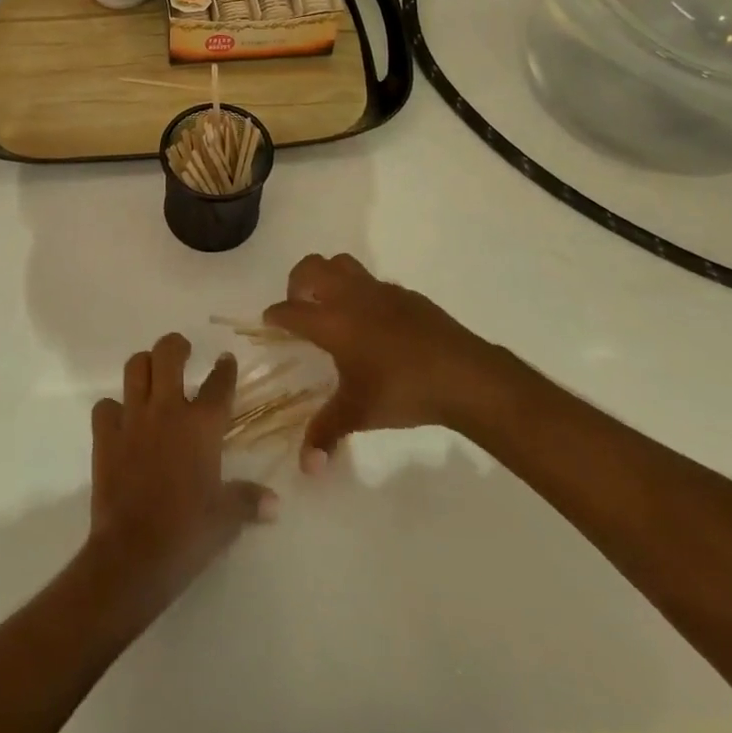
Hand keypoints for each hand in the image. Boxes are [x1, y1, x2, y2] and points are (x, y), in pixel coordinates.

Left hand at [85, 334, 276, 613]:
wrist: (134, 556)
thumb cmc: (187, 534)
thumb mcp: (226, 519)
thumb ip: (249, 501)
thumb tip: (275, 504)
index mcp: (202, 425)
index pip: (219, 383)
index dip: (225, 368)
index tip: (226, 360)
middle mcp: (167, 410)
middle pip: (168, 353)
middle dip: (176, 346)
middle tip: (183, 353)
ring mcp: (133, 419)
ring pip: (134, 367)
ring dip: (144, 365)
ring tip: (153, 375)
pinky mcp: (105, 436)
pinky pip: (105, 406)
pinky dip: (113, 408)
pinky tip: (122, 420)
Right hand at [262, 253, 497, 470]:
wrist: (462, 374)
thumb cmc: (402, 390)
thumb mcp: (358, 413)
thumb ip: (326, 433)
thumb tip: (306, 468)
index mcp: (332, 321)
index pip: (291, 310)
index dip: (275, 316)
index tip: (269, 322)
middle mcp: (350, 296)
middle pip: (311, 268)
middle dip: (297, 283)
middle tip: (300, 309)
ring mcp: (379, 290)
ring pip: (341, 264)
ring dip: (328, 277)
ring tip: (331, 308)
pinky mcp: (405, 293)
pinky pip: (371, 282)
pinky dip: (361, 293)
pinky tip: (372, 323)